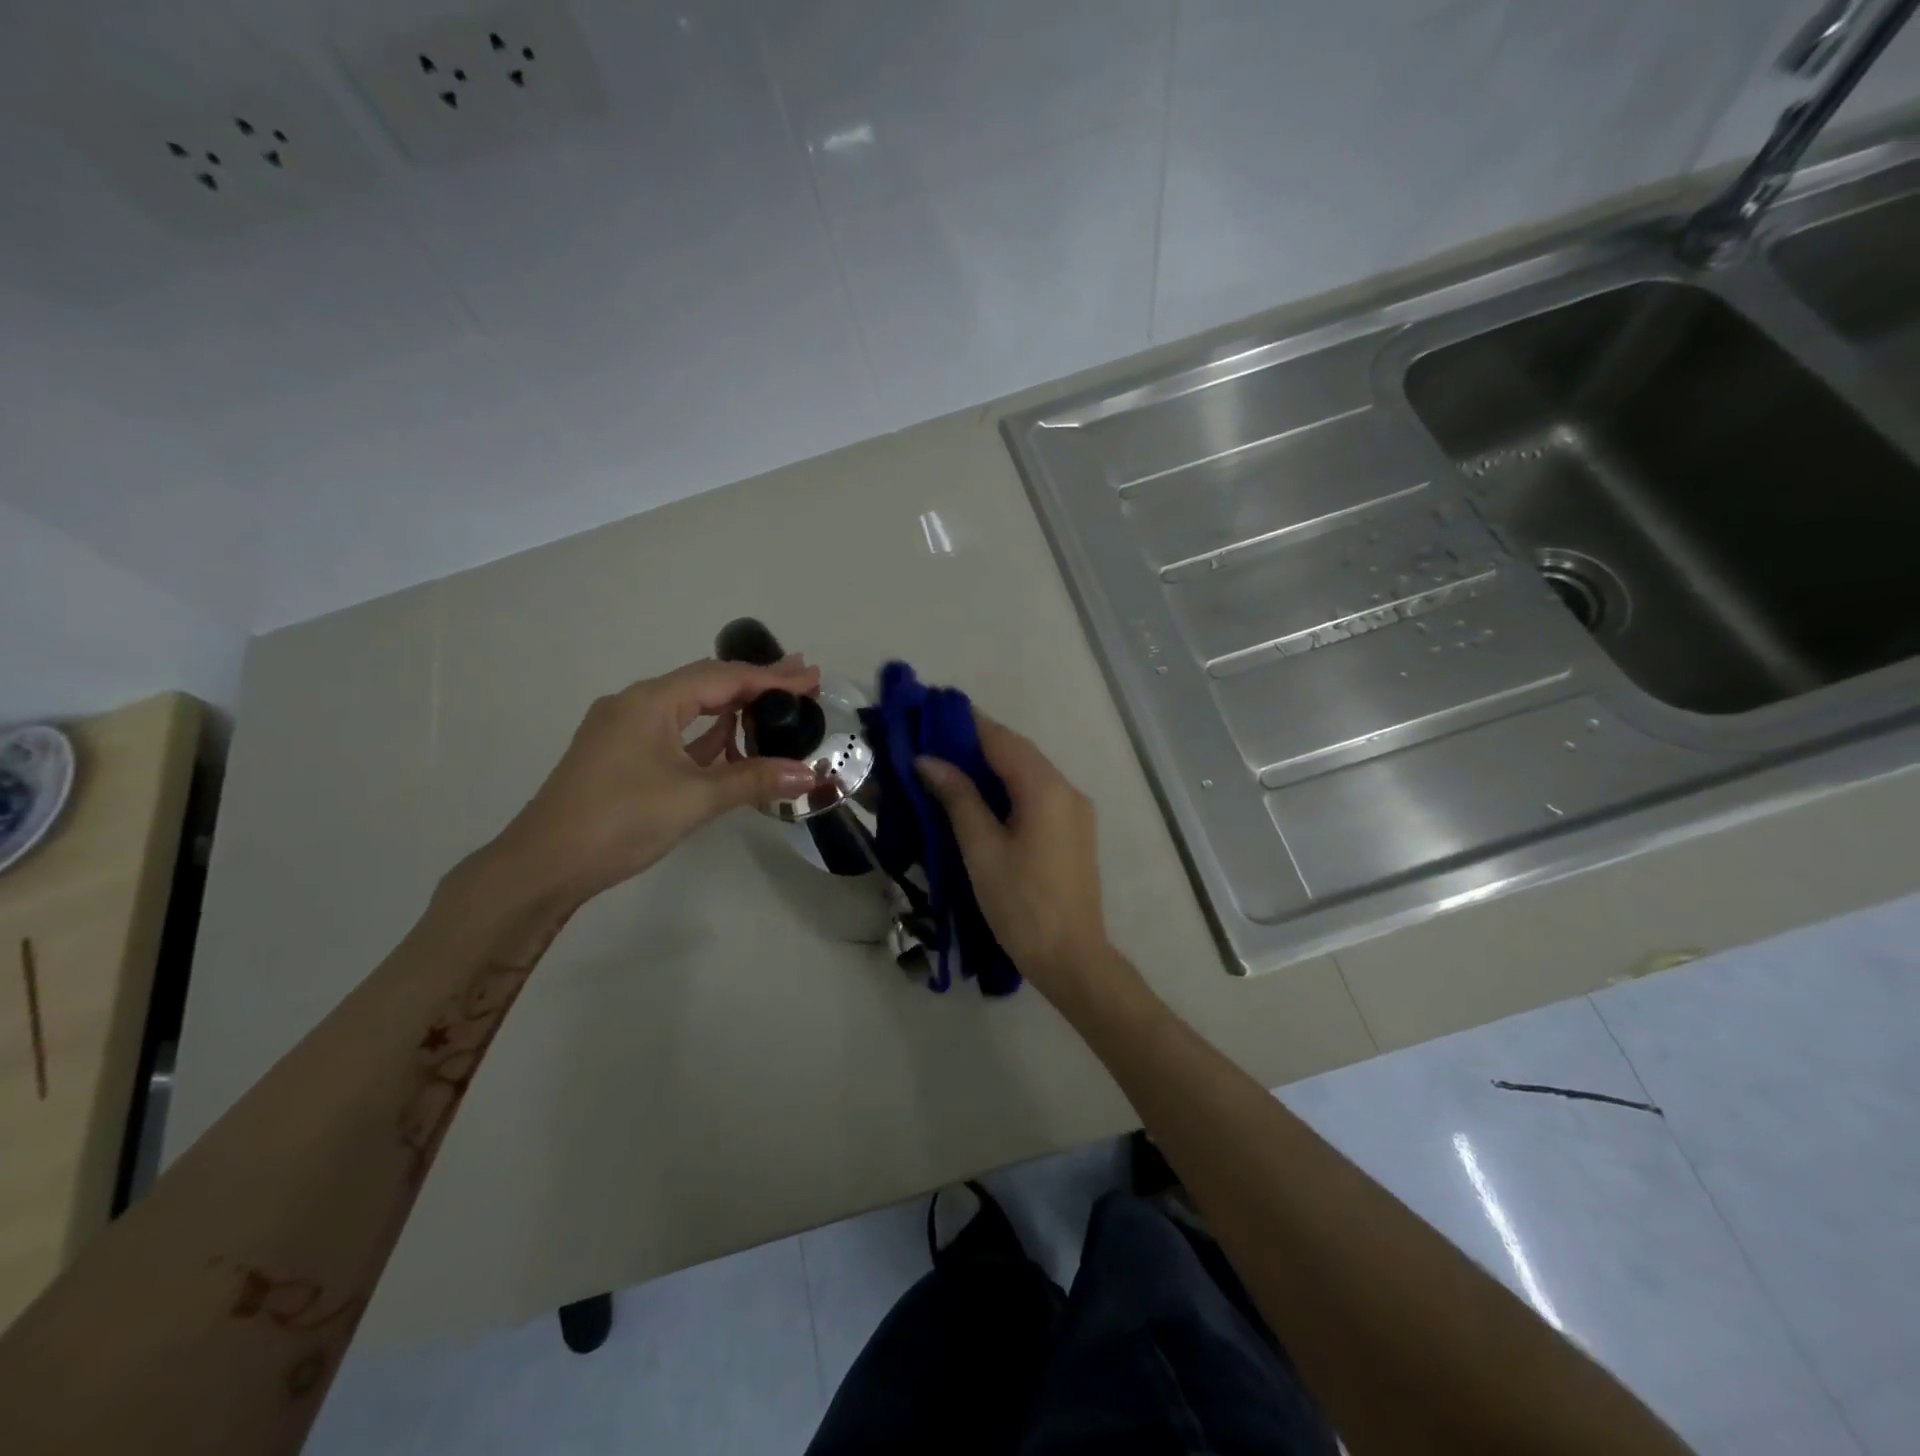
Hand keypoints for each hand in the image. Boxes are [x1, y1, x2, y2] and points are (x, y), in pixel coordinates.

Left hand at [478, 658, 821, 912]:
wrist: (543, 865)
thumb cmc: (620, 822)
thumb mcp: (694, 799)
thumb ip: (753, 780)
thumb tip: (809, 774)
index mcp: (650, 702)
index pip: (723, 678)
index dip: (771, 678)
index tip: (811, 677)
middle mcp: (635, 704)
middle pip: (705, 683)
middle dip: (755, 683)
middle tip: (802, 681)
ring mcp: (624, 729)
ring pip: (688, 707)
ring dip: (731, 707)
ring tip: (775, 706)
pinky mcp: (620, 754)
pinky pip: (673, 730)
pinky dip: (706, 732)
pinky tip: (729, 739)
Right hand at [916, 713, 1125, 1007]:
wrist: (1072, 957)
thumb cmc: (1020, 904)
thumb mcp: (982, 849)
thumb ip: (959, 798)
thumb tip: (928, 760)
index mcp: (1045, 788)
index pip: (1002, 740)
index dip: (967, 724)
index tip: (932, 715)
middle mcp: (1067, 789)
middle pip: (1019, 752)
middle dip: (978, 743)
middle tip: (934, 742)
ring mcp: (1076, 811)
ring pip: (1030, 772)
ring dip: (993, 764)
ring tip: (951, 766)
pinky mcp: (1075, 831)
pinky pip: (1039, 793)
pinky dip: (1010, 786)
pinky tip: (983, 797)